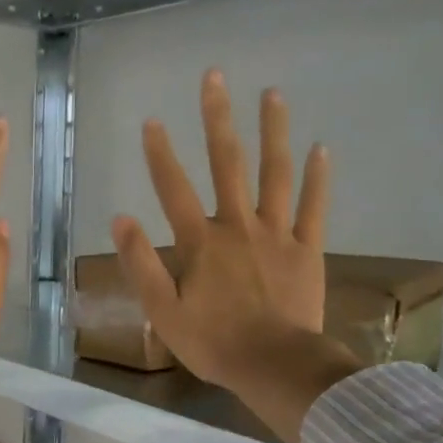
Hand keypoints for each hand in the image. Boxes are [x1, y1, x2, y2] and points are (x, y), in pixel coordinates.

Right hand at [111, 69, 360, 442]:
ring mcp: (277, 234)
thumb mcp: (162, 310)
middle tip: (215, 77)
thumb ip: (141, 263)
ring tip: (272, 94)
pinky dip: (318, 177)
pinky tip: (321, 147)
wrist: (274, 365)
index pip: (175, 189)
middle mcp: (239, 227)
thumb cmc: (212, 342)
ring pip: (275, 174)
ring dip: (272, 132)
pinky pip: (314, 208)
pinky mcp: (307, 250)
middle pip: (227, 164)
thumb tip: (121, 218)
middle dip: (218, 119)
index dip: (160, 154)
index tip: (152, 120)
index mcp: (201, 243)